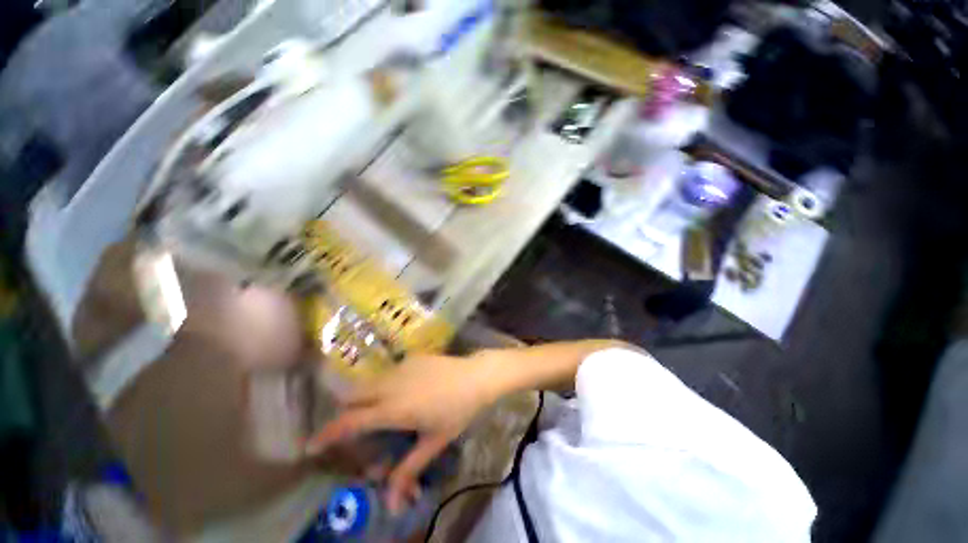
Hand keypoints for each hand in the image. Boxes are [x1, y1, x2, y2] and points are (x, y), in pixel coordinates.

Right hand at [305, 354, 495, 512]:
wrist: (477, 376)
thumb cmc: (457, 411)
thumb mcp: (434, 442)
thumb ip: (409, 470)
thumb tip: (391, 505)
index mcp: (394, 408)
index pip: (351, 421)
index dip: (328, 433)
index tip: (310, 444)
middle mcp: (391, 384)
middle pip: (352, 394)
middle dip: (344, 411)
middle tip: (352, 427)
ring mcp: (401, 366)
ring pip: (369, 381)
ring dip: (364, 396)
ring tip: (378, 409)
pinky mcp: (412, 357)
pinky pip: (388, 371)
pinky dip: (384, 383)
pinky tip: (403, 391)